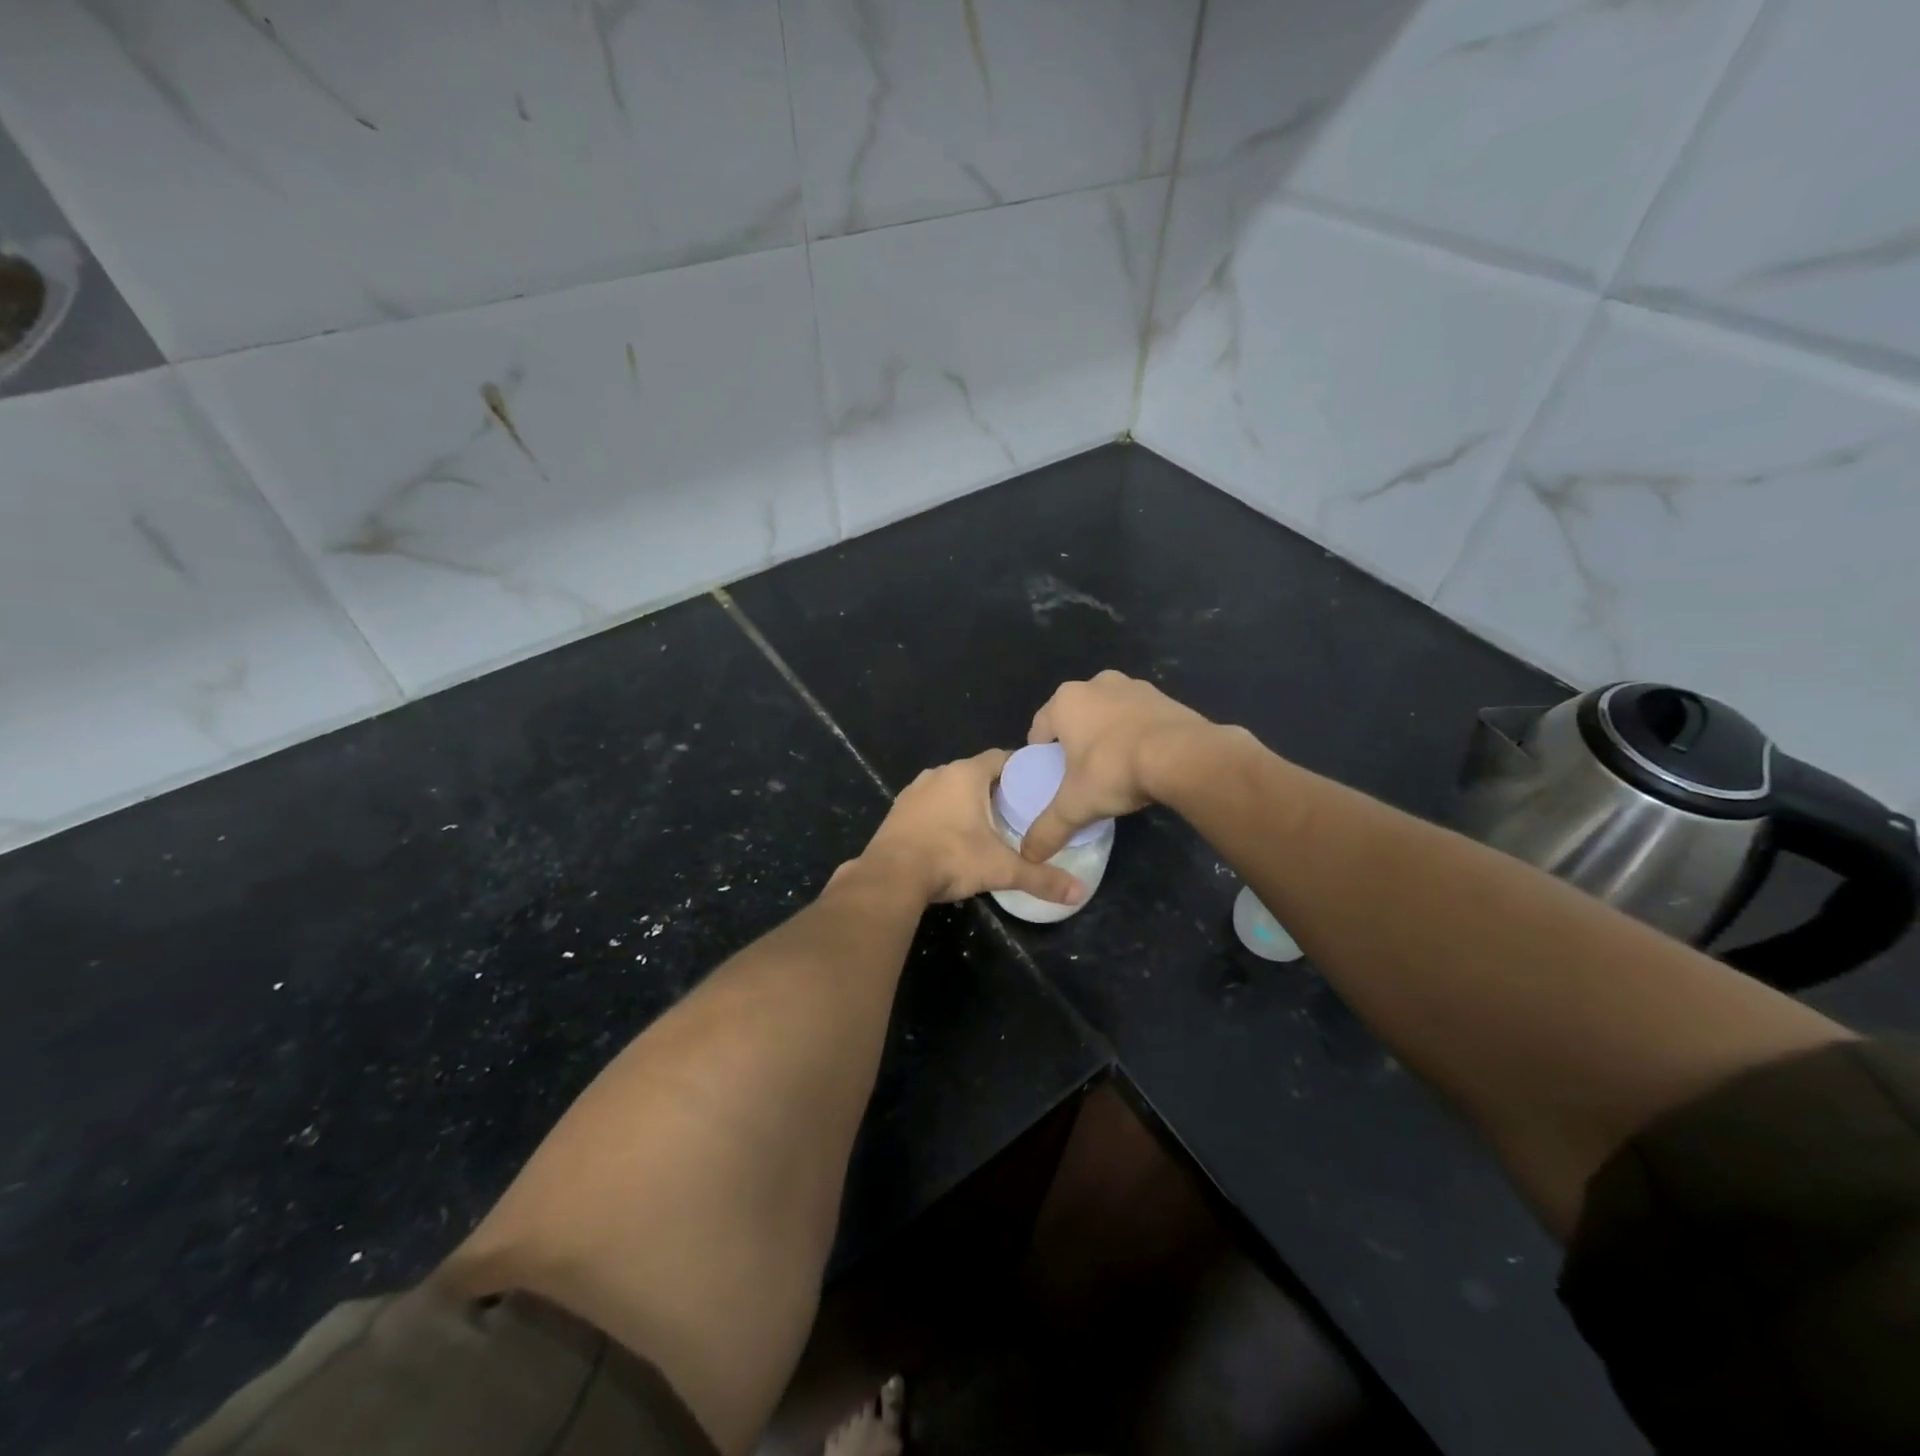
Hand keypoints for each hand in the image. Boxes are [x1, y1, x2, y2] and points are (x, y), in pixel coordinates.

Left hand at [857, 750, 1086, 906]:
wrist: (891, 875)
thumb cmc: (951, 858)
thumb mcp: (1001, 869)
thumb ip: (1040, 878)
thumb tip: (1080, 892)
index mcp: (966, 774)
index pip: (1001, 757)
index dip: (1021, 768)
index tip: (1038, 784)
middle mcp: (938, 774)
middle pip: (975, 772)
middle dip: (995, 788)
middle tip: (1018, 809)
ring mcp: (914, 791)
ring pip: (949, 788)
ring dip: (966, 801)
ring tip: (987, 824)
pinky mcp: (897, 811)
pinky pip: (928, 804)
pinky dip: (943, 814)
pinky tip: (951, 836)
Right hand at [1021, 671, 1215, 861]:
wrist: (1182, 756)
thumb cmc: (1114, 770)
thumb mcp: (1075, 806)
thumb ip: (1048, 829)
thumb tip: (1029, 854)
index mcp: (1066, 701)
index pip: (1040, 728)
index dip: (1041, 754)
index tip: (1050, 776)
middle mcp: (1096, 684)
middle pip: (1076, 717)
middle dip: (1076, 742)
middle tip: (1081, 774)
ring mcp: (1134, 686)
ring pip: (1109, 714)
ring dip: (1107, 734)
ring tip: (1114, 768)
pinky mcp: (1164, 697)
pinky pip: (1139, 717)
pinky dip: (1137, 734)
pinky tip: (1144, 760)